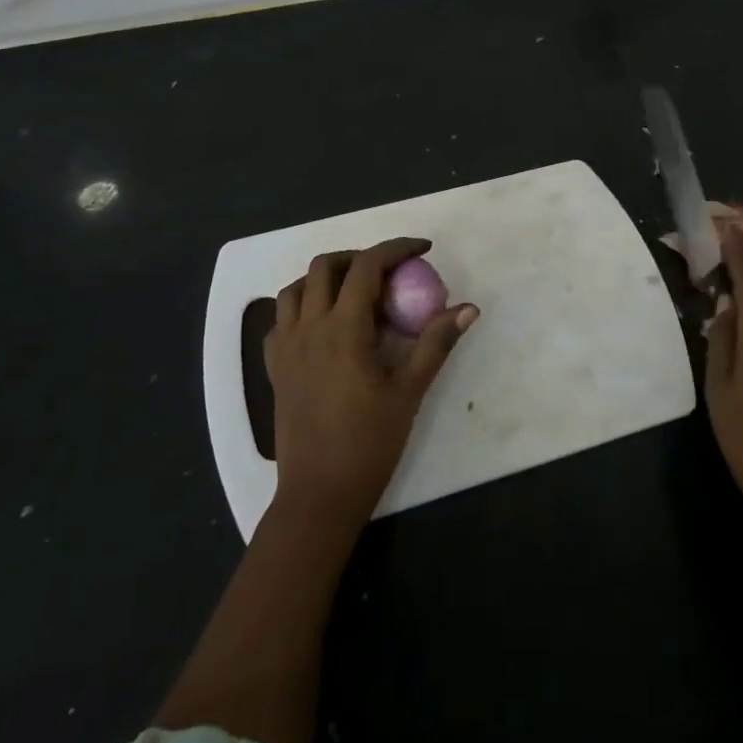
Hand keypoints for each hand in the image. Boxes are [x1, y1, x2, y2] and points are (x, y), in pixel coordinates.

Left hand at [266, 238, 477, 535]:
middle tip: (389, 272)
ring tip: (355, 292)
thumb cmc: (369, 443)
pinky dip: (301, 307)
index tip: (422, 249)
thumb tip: (468, 309)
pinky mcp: (274, 368)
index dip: (396, 248)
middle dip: (359, 256)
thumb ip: (436, 343)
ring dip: (325, 278)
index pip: (367, 266)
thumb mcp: (410, 391)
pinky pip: (280, 320)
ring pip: (295, 288)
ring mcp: (286, 347)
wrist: (319, 494)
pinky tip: (324, 325)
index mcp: (343, 329)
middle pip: (325, 266)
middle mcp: (308, 328)